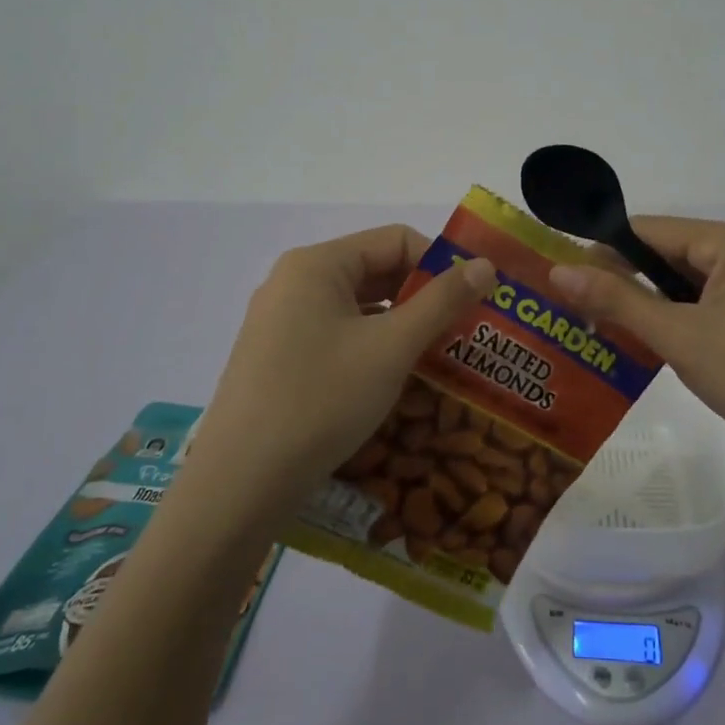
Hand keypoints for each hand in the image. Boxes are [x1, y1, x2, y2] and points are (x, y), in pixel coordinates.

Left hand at [186, 226, 496, 519]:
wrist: (239, 484)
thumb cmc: (321, 400)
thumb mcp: (391, 347)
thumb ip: (442, 301)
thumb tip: (485, 264)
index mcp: (317, 265)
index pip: (395, 240)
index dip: (441, 264)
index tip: (475, 299)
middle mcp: (294, 282)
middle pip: (375, 271)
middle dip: (424, 297)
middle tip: (466, 329)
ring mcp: (280, 321)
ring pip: (357, 308)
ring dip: (401, 325)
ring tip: (441, 356)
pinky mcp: (276, 357)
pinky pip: (336, 335)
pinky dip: (371, 347)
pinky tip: (395, 378)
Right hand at [549, 217, 724, 459]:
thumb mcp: (681, 337)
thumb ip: (618, 300)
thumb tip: (558, 271)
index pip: (649, 230)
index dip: (602, 250)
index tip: (561, 277)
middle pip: (666, 253)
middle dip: (622, 278)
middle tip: (574, 306)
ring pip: (683, 281)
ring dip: (645, 300)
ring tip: (599, 323)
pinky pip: (703, 302)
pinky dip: (673, 316)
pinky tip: (646, 339)